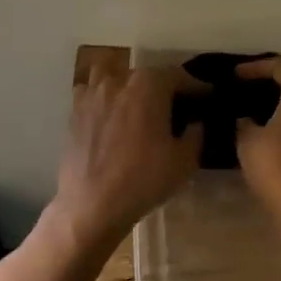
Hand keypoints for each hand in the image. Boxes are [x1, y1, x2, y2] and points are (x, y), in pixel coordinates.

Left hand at [54, 65, 201, 245]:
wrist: (92, 205)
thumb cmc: (143, 179)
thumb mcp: (185, 160)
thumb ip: (196, 134)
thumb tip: (196, 122)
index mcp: (150, 84)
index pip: (180, 76)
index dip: (196, 87)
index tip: (206, 98)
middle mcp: (120, 80)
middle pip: (148, 75)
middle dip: (164, 88)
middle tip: (175, 108)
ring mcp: (93, 93)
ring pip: (115, 76)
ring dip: (129, 86)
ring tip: (137, 105)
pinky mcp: (74, 111)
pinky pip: (92, 93)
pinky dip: (103, 98)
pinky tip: (109, 114)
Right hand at [234, 57, 280, 228]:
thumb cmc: (276, 164)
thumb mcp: (248, 141)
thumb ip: (244, 122)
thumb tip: (244, 118)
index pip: (280, 65)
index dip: (255, 67)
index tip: (235, 75)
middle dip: (274, 80)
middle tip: (249, 87)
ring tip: (258, 107)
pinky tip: (273, 129)